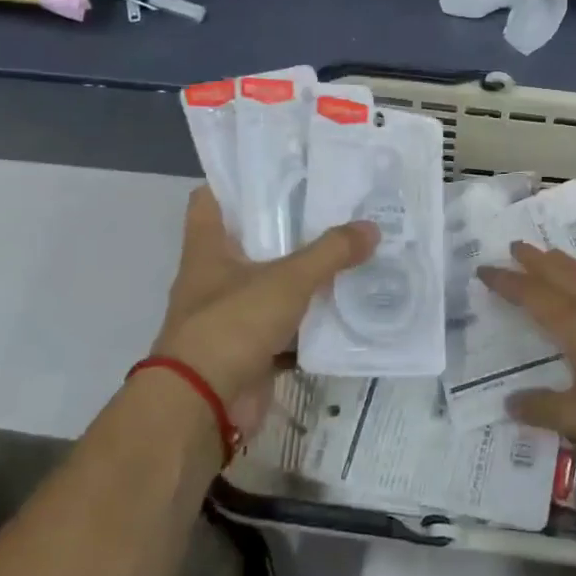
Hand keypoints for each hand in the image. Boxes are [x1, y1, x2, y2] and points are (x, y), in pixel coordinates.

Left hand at [150, 188, 376, 432]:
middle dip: (289, 225)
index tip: (281, 168)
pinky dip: (312, 320)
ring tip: (350, 250)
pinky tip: (346, 306)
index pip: (212, 199)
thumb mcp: (287, 280)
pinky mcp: (250, 349)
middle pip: (252, 240)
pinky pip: (287, 325)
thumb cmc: (232, 325)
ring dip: (304, 273)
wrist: (203, 407)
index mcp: (208, 249)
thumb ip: (330, 252)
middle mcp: (215, 277)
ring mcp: (231, 315)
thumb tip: (372, 227)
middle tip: (335, 206)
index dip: (239, 181)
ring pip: (272, 283)